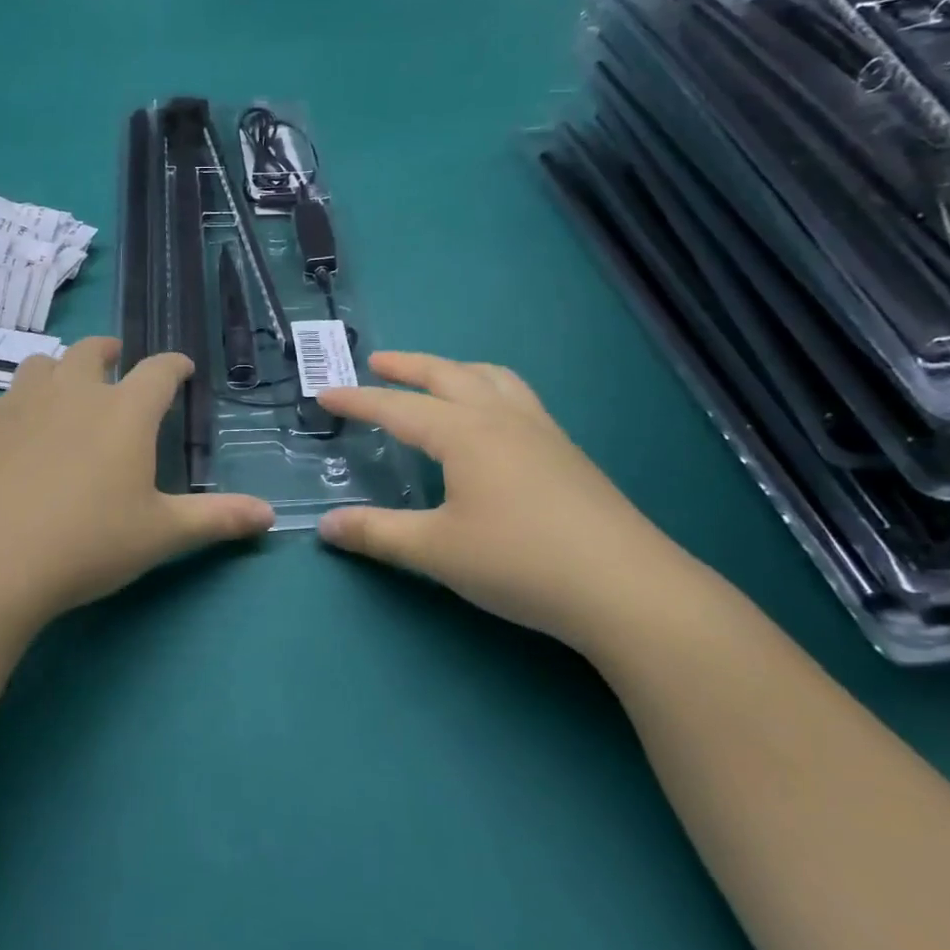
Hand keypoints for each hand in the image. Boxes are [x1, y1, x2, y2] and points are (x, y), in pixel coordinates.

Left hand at [0, 338, 273, 623]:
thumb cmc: (88, 543)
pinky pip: (8, 395)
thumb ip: (217, 519)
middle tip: (118, 363)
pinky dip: (25, 399)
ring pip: (44, 364)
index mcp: (124, 412)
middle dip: (111, 351)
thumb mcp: (161, 534)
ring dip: (62, 368)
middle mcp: (74, 393)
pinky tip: (23, 429)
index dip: (174, 365)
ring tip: (68, 388)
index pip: (158, 371)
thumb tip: (270, 516)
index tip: (182, 368)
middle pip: (93, 350)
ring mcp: (22, 405)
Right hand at [317, 352, 700, 651]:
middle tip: (377, 362)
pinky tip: (493, 420)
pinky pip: (519, 399)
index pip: (398, 408)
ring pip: (493, 379)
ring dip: (456, 370)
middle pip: (448, 375)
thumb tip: (325, 526)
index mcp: (464, 434)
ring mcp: (541, 432)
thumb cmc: (519, 561)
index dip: (358, 401)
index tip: (324, 394)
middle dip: (408, 366)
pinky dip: (491, 390)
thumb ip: (377, 534)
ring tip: (437, 377)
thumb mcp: (436, 551)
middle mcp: (502, 419)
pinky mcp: (567, 453)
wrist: (625, 587)